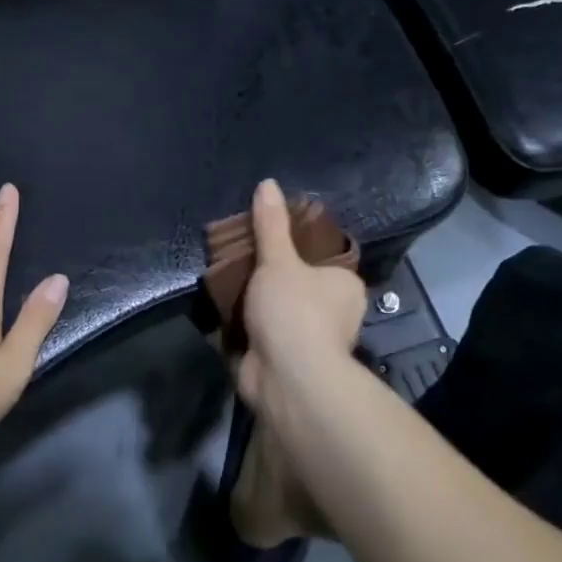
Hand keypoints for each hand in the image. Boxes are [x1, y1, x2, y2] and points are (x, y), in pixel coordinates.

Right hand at [234, 178, 368, 415]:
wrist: (287, 379)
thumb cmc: (294, 311)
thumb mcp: (279, 260)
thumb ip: (271, 225)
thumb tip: (268, 183)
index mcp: (344, 286)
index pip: (321, 258)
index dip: (293, 247)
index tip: (264, 237)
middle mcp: (333, 313)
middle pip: (295, 283)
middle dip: (267, 275)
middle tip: (236, 255)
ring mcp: (307, 339)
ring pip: (274, 310)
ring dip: (251, 302)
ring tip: (221, 277)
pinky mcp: (281, 361)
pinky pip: (257, 334)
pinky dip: (240, 326)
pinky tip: (217, 308)